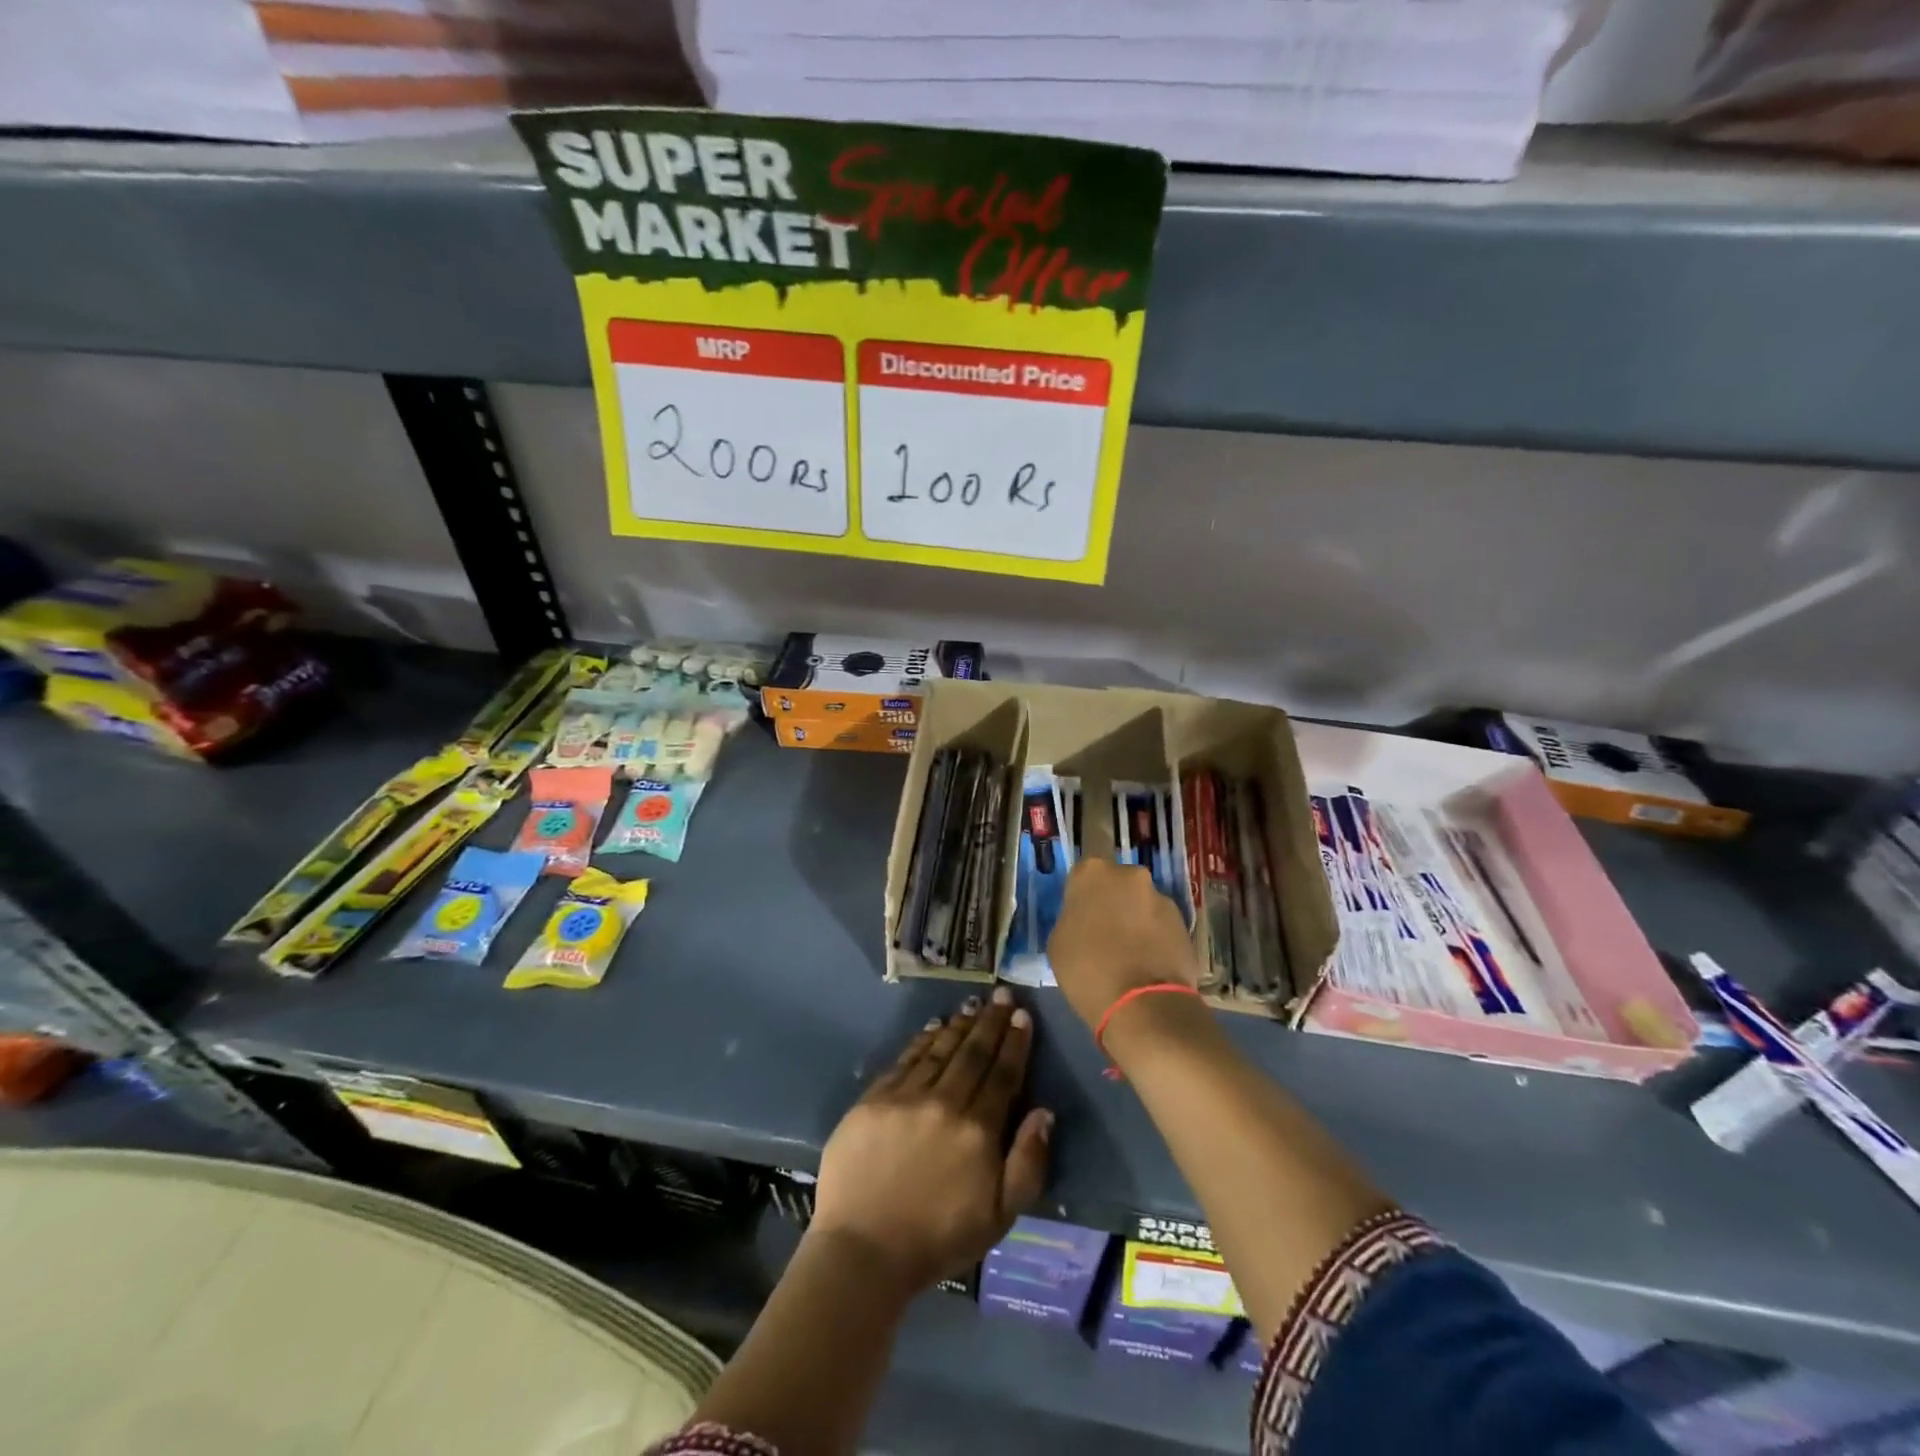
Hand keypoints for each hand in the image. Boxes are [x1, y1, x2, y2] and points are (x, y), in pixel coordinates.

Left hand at [811, 987, 1052, 1292]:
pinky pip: (905, 1059)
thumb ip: (1027, 1163)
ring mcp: (906, 1096)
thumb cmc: (938, 1240)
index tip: (1023, 1015)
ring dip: (959, 1024)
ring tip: (973, 1004)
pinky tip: (933, 1026)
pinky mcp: (874, 1099)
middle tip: (1002, 994)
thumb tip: (1044, 1112)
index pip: (1003, 1074)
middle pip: (973, 1052)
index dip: (1015, 1042)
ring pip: (940, 1049)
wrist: (863, 1252)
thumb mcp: (999, 1216)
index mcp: (978, 1129)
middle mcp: (944, 1102)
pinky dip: (923, 1040)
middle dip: (991, 1021)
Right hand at [1046, 858, 1199, 1030]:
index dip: (1082, 898)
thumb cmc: (1087, 970)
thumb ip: (1072, 918)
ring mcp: (1161, 898)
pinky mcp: (1184, 923)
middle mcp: (1130, 875)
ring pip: (1142, 905)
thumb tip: (1087, 921)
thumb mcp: (1058, 942)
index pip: (1083, 875)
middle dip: (1113, 904)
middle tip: (1105, 935)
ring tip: (1131, 956)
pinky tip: (1149, 965)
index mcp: (1092, 872)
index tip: (1081, 919)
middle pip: (1118, 885)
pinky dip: (1155, 939)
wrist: (1143, 1004)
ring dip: (1136, 921)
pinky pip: (1161, 926)